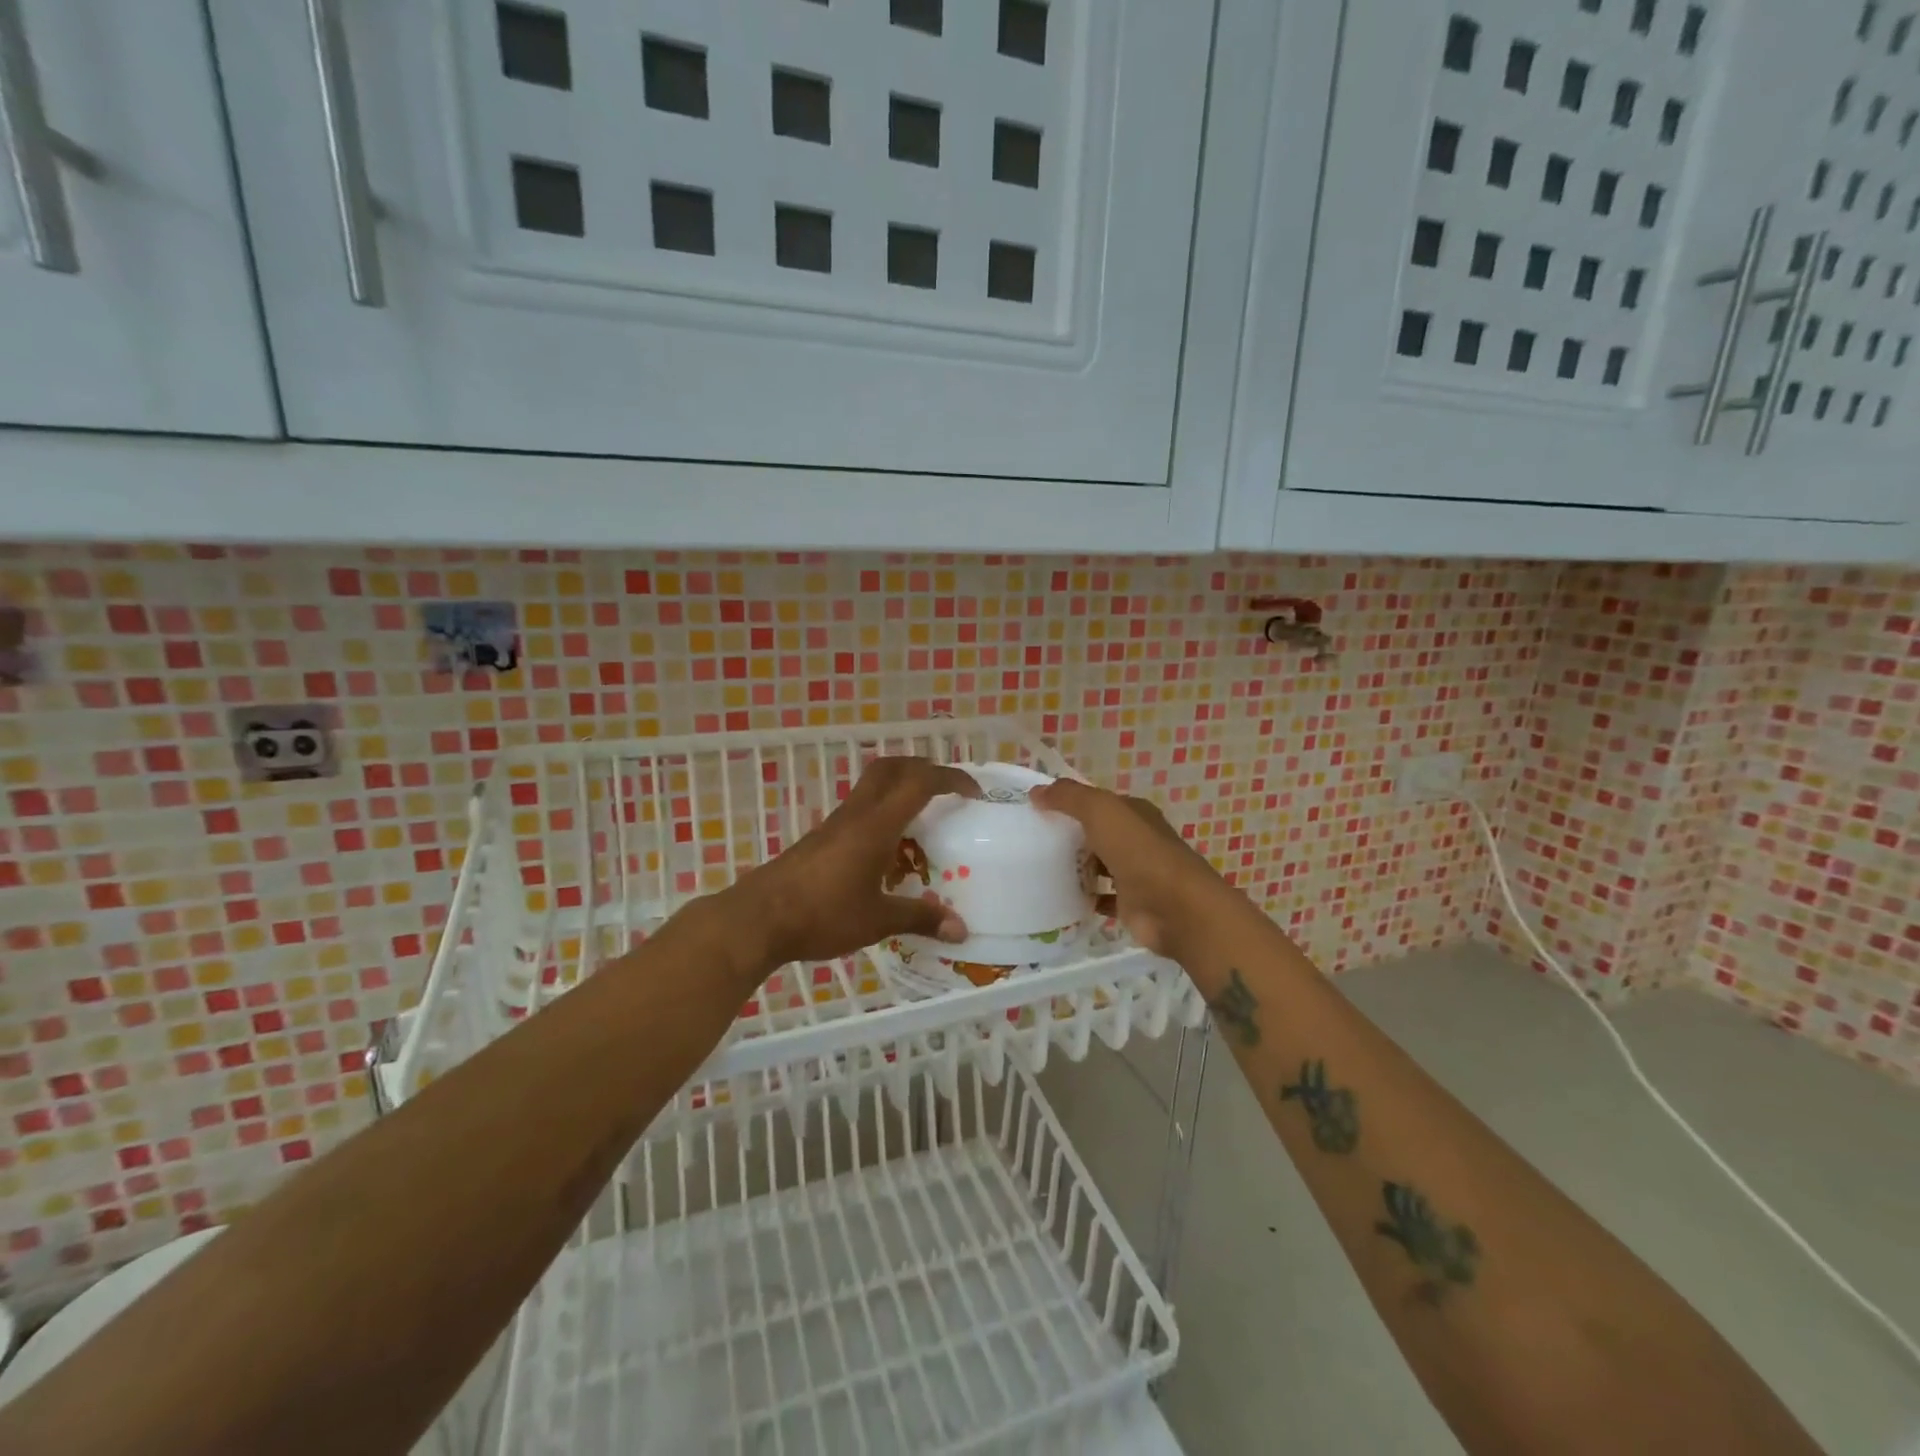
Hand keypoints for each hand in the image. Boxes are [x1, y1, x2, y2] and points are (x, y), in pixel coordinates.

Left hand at [722, 757, 977, 972]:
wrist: (758, 918)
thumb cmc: (822, 914)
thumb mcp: (877, 920)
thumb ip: (920, 918)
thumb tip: (961, 930)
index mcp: (877, 825)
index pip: (920, 782)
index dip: (951, 778)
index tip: (974, 792)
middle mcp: (857, 814)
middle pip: (891, 768)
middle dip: (923, 768)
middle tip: (947, 790)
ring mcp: (835, 824)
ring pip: (872, 786)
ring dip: (900, 789)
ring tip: (922, 821)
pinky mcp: (820, 838)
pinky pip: (860, 810)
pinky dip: (882, 813)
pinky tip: (887, 851)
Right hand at [1029, 778, 1226, 962]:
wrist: (1175, 908)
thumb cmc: (1139, 851)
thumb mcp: (1101, 811)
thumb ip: (1069, 797)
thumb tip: (1036, 791)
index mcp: (1135, 813)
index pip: (1099, 802)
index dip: (1071, 802)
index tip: (1037, 809)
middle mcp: (1138, 840)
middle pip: (1098, 834)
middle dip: (1070, 836)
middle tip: (1032, 841)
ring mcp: (1136, 874)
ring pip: (1099, 865)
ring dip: (1077, 867)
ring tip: (1040, 868)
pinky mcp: (1131, 904)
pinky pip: (1102, 898)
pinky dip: (1085, 898)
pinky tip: (1061, 898)